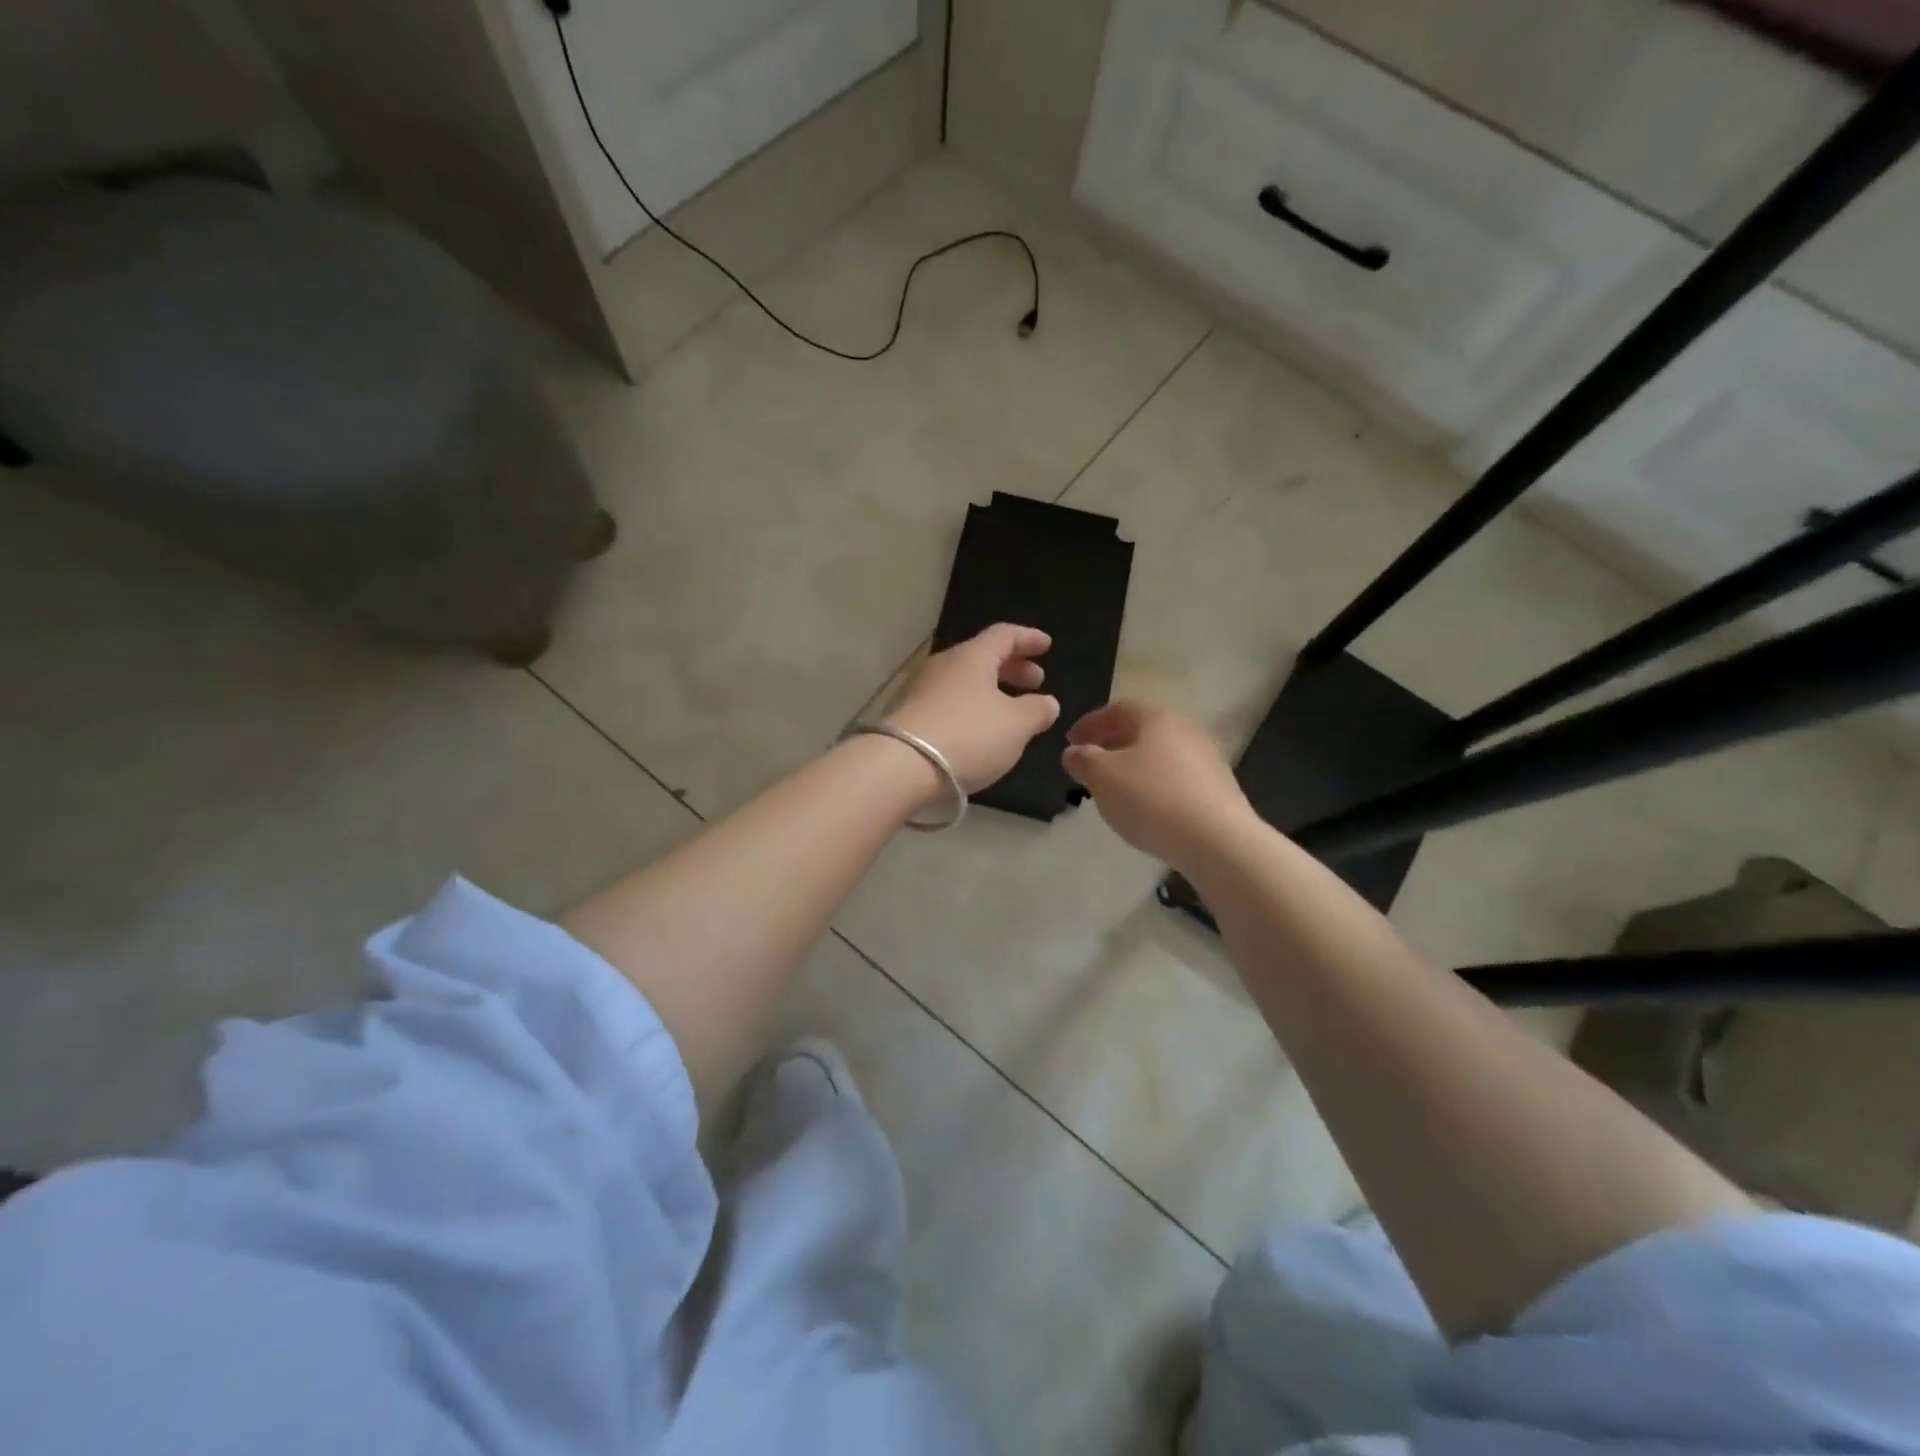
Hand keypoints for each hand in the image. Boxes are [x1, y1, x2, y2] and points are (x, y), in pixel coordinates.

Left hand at [884, 624, 1060, 792]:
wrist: (900, 767)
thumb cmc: (968, 736)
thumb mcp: (1016, 725)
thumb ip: (1037, 710)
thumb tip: (1047, 702)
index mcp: (972, 657)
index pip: (1005, 635)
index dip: (1029, 639)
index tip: (1047, 645)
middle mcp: (944, 665)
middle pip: (983, 657)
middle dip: (1012, 667)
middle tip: (1035, 682)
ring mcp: (922, 689)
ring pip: (965, 681)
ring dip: (991, 690)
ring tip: (1011, 710)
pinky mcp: (909, 715)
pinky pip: (950, 702)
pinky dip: (972, 708)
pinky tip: (980, 731)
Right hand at [1062, 700, 1254, 865]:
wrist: (1218, 841)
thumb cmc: (1152, 799)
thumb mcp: (1103, 777)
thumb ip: (1084, 760)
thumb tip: (1074, 752)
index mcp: (1157, 719)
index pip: (1118, 709)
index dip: (1091, 723)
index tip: (1070, 742)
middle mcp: (1186, 731)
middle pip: (1142, 730)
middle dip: (1112, 744)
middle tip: (1090, 763)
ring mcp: (1207, 760)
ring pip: (1160, 755)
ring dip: (1134, 766)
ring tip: (1115, 788)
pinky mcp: (1218, 789)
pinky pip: (1176, 778)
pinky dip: (1154, 785)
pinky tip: (1146, 807)